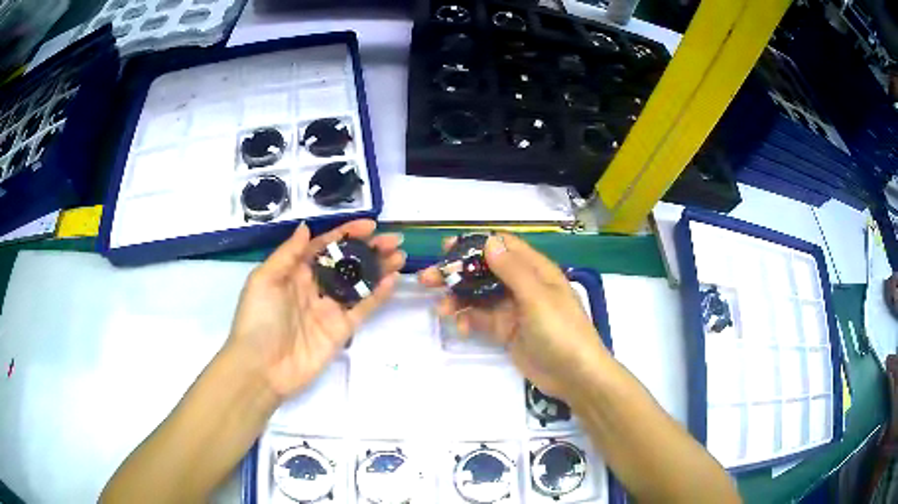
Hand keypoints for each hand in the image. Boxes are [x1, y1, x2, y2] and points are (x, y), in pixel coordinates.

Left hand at [226, 220, 404, 398]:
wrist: (262, 368)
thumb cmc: (258, 319)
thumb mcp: (264, 280)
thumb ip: (288, 254)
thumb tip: (306, 226)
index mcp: (295, 272)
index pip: (324, 246)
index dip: (346, 234)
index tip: (369, 225)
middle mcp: (315, 287)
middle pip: (346, 263)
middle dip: (369, 249)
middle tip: (393, 239)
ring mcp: (329, 309)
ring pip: (358, 284)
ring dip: (379, 268)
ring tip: (400, 255)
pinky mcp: (341, 330)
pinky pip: (362, 309)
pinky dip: (378, 295)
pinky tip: (393, 280)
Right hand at [419, 234, 608, 399]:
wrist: (574, 375)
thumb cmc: (561, 331)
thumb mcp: (537, 298)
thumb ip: (512, 270)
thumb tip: (488, 241)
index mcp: (535, 270)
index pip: (502, 247)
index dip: (475, 244)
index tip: (446, 248)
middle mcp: (522, 285)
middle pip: (484, 271)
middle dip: (457, 273)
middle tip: (428, 278)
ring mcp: (513, 309)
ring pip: (479, 296)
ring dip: (458, 299)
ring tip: (440, 310)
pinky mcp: (506, 330)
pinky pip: (482, 319)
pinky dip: (469, 321)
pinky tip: (461, 329)